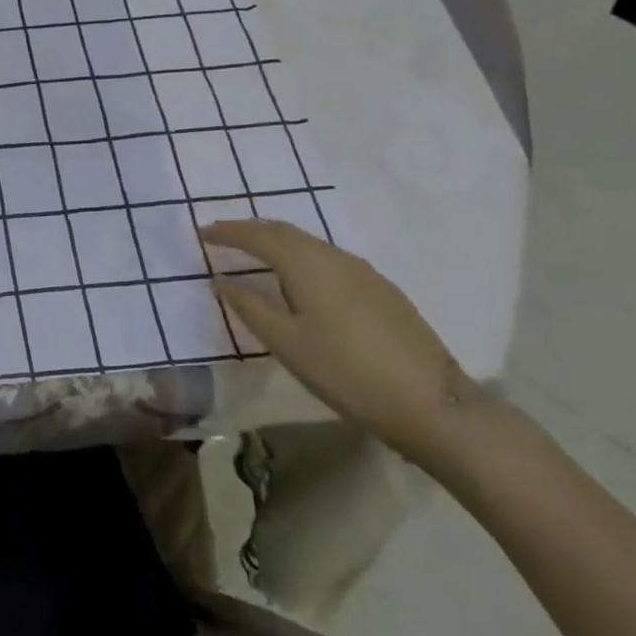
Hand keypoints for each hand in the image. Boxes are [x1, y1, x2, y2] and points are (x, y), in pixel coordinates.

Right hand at [201, 219, 484, 466]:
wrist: (433, 405)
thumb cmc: (347, 372)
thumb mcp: (287, 343)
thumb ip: (250, 307)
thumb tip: (221, 281)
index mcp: (305, 263)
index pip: (257, 236)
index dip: (227, 232)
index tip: (202, 232)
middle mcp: (333, 256)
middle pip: (285, 231)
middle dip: (252, 230)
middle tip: (225, 236)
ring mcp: (363, 272)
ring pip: (310, 244)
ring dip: (279, 242)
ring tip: (257, 255)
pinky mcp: (382, 290)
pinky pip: (329, 259)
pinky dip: (303, 257)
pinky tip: (302, 280)